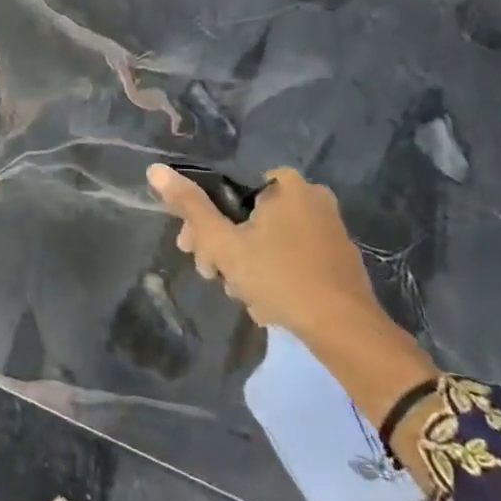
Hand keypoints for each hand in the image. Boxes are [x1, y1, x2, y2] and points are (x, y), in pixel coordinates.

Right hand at [146, 165, 378, 337]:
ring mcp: (329, 226)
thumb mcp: (224, 243)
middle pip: (245, 215)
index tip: (191, 250)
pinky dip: (273, 272)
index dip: (201, 220)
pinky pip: (291, 254)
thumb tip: (155, 170)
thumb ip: (190, 206)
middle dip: (223, 246)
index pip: (225, 191)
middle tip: (211, 274)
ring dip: (245, 263)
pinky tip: (264, 301)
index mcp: (284, 184)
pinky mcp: (338, 255)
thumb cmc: (280, 278)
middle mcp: (310, 196)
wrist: (346, 331)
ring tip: (239, 294)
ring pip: (267, 238)